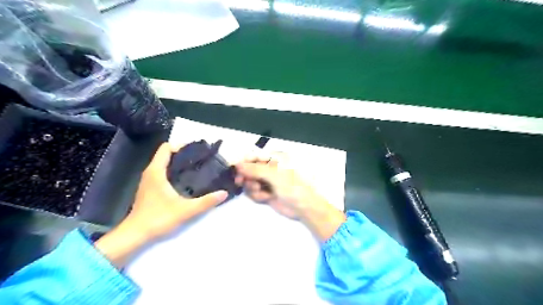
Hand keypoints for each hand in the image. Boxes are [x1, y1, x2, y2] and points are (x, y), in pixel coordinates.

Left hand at [95, 142, 226, 267]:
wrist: (135, 235)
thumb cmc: (158, 218)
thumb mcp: (186, 210)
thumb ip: (206, 202)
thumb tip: (224, 193)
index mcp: (156, 171)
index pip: (166, 148)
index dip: (181, 146)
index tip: (197, 151)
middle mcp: (151, 172)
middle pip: (167, 154)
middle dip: (184, 154)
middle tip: (201, 160)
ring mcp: (149, 180)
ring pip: (165, 164)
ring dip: (179, 164)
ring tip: (197, 168)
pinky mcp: (150, 189)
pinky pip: (163, 173)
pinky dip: (175, 172)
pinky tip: (187, 181)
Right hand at [235, 152, 318, 218]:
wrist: (304, 208)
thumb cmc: (293, 187)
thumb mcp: (275, 175)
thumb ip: (255, 169)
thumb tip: (238, 165)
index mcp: (274, 159)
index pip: (254, 156)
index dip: (243, 162)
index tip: (235, 169)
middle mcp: (269, 168)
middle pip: (249, 169)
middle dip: (246, 176)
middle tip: (240, 182)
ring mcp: (267, 181)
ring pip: (249, 181)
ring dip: (252, 187)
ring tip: (261, 192)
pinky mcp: (266, 192)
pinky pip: (253, 192)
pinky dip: (257, 195)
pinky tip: (265, 198)